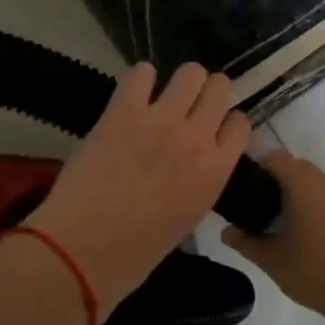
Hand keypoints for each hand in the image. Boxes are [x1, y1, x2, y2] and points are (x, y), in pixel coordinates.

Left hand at [29, 63, 251, 312]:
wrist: (84, 249)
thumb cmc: (135, 252)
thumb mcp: (187, 218)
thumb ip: (198, 182)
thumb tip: (189, 165)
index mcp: (216, 172)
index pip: (240, 124)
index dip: (227, 122)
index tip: (213, 127)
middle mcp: (197, 138)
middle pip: (220, 87)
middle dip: (209, 92)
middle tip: (190, 104)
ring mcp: (161, 120)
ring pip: (190, 72)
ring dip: (181, 81)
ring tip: (164, 95)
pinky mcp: (124, 110)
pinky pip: (141, 72)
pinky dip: (141, 78)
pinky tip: (134, 94)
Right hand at [221, 152, 324, 324]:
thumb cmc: (316, 272)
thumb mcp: (273, 261)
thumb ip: (246, 242)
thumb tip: (226, 232)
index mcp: (302, 183)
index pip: (274, 157)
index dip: (257, 167)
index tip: (244, 188)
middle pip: (295, 168)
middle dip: (276, 182)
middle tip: (259, 209)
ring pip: (314, 183)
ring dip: (298, 195)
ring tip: (283, 223)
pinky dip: (317, 206)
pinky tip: (310, 234)